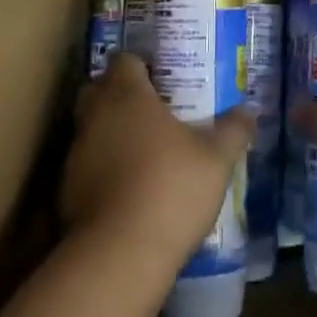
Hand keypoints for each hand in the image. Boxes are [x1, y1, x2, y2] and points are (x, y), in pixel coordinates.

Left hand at [61, 53, 254, 280]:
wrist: (118, 256)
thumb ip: (233, 130)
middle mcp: (95, 116)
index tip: (162, 78)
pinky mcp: (66, 191)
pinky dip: (103, 169)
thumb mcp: (216, 159)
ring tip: (144, 153)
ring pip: (91, 129)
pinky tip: (129, 189)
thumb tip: (249, 111)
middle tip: (152, 111)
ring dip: (111, 134)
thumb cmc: (171, 189)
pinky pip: (86, 166)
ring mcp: (76, 154)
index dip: (141, 65)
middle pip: (99, 90)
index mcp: (127, 95)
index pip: (124, 60)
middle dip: (120, 95)